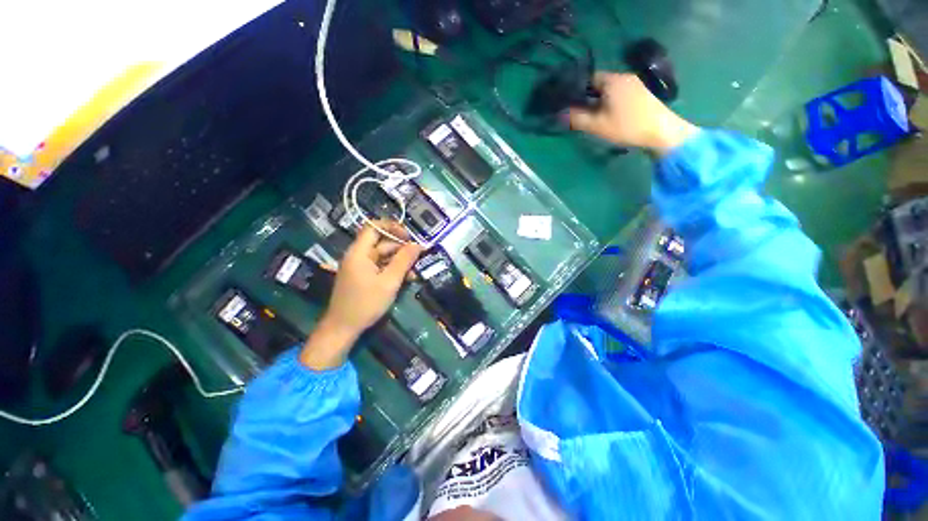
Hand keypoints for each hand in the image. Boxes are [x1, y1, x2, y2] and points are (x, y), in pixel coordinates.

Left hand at [300, 221, 422, 369]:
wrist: (343, 328)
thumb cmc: (366, 304)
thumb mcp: (389, 282)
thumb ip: (404, 261)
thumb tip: (418, 245)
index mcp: (359, 252)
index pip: (373, 227)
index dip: (392, 227)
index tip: (408, 237)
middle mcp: (358, 256)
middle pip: (381, 243)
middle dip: (401, 248)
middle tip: (419, 256)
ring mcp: (360, 267)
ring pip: (383, 256)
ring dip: (400, 261)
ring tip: (415, 272)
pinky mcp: (363, 277)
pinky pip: (380, 267)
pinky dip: (393, 270)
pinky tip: (406, 278)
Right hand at [568, 72, 698, 155]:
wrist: (661, 131)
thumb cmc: (626, 126)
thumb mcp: (597, 125)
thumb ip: (576, 119)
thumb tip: (559, 114)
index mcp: (612, 80)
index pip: (588, 78)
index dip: (577, 90)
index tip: (569, 103)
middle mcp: (623, 76)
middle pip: (599, 84)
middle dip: (588, 96)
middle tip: (579, 112)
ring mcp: (635, 84)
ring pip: (609, 89)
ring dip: (599, 100)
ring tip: (593, 116)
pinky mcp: (641, 93)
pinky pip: (619, 93)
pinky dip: (610, 101)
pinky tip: (609, 114)